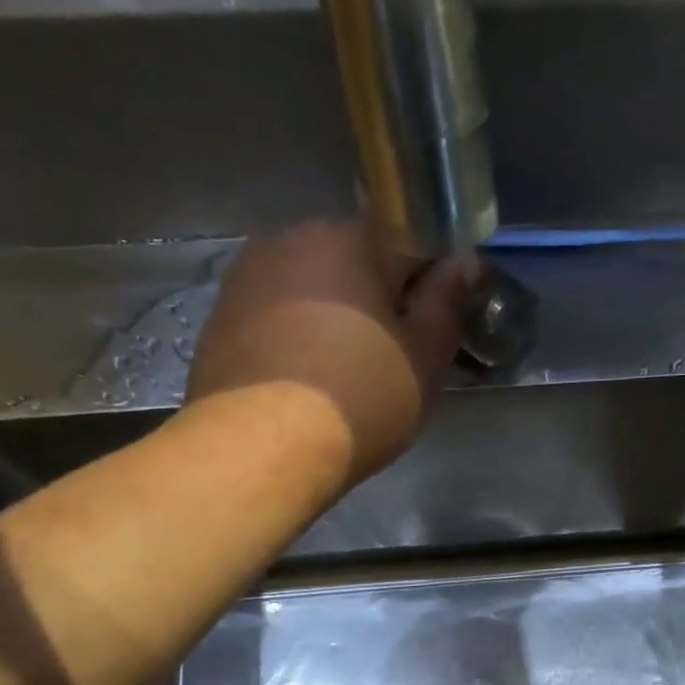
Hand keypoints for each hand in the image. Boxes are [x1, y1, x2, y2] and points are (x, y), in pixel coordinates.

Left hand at [186, 217, 475, 482]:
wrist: (262, 447)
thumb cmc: (361, 396)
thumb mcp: (425, 355)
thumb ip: (447, 301)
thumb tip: (465, 260)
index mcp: (349, 236)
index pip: (407, 243)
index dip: (428, 287)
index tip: (434, 329)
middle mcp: (291, 239)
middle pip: (353, 264)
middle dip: (377, 302)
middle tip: (393, 359)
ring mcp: (247, 277)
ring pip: (312, 291)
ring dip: (335, 320)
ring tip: (346, 376)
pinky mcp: (219, 318)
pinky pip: (277, 318)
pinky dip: (297, 340)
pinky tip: (307, 383)